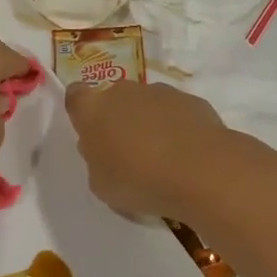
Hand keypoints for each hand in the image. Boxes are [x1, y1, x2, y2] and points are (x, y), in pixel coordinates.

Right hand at [65, 80, 230, 217]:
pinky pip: (176, 112)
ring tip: (163, 159)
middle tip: (127, 153)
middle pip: (114, 99)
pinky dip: (178, 128)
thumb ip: (97, 161)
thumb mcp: (101, 185)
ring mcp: (160, 92)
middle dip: (118, 120)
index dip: (82, 112)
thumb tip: (105, 150)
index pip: (75, 96)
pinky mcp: (191, 100)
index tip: (91, 134)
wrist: (200, 171)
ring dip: (149, 123)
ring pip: (146, 104)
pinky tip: (187, 156)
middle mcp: (123, 91)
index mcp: (93, 109)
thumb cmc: (139, 180)